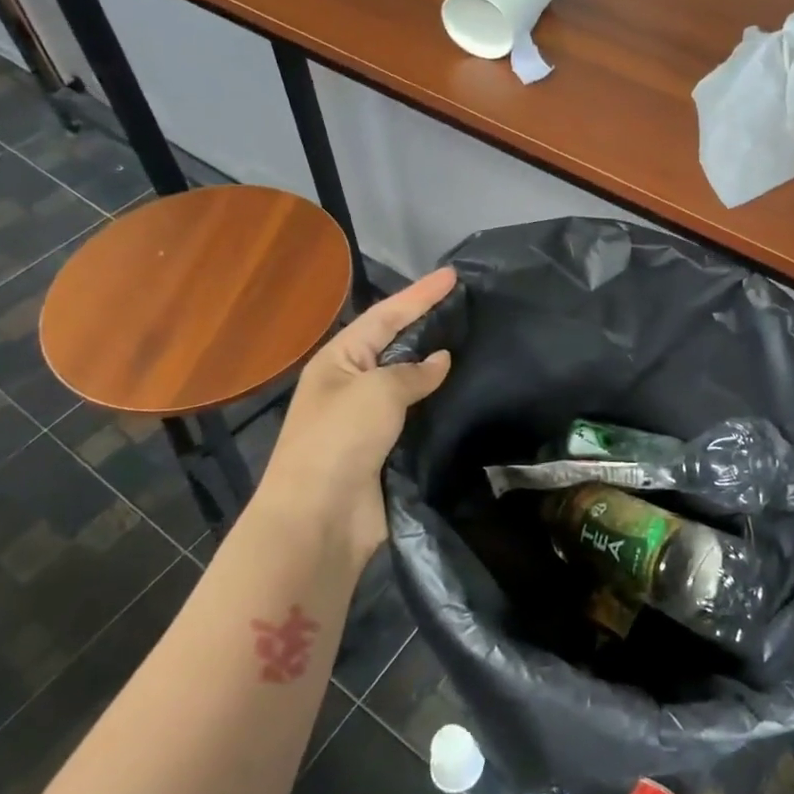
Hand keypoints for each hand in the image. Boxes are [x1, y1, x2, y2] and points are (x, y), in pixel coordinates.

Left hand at [256, 267, 455, 562]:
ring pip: (409, 382)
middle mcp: (351, 384)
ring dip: (436, 367)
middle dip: (428, 324)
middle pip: (396, 345)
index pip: (386, 316)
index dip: (420, 294)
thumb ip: (413, 372)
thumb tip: (441, 360)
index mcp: (339, 360)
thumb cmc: (339, 440)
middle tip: (467, 307)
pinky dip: (439, 403)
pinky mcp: (386, 450)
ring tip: (473, 345)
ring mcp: (367, 419)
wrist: (319, 519)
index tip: (453, 275)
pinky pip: (417, 416)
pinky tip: (465, 394)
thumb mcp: (377, 392)